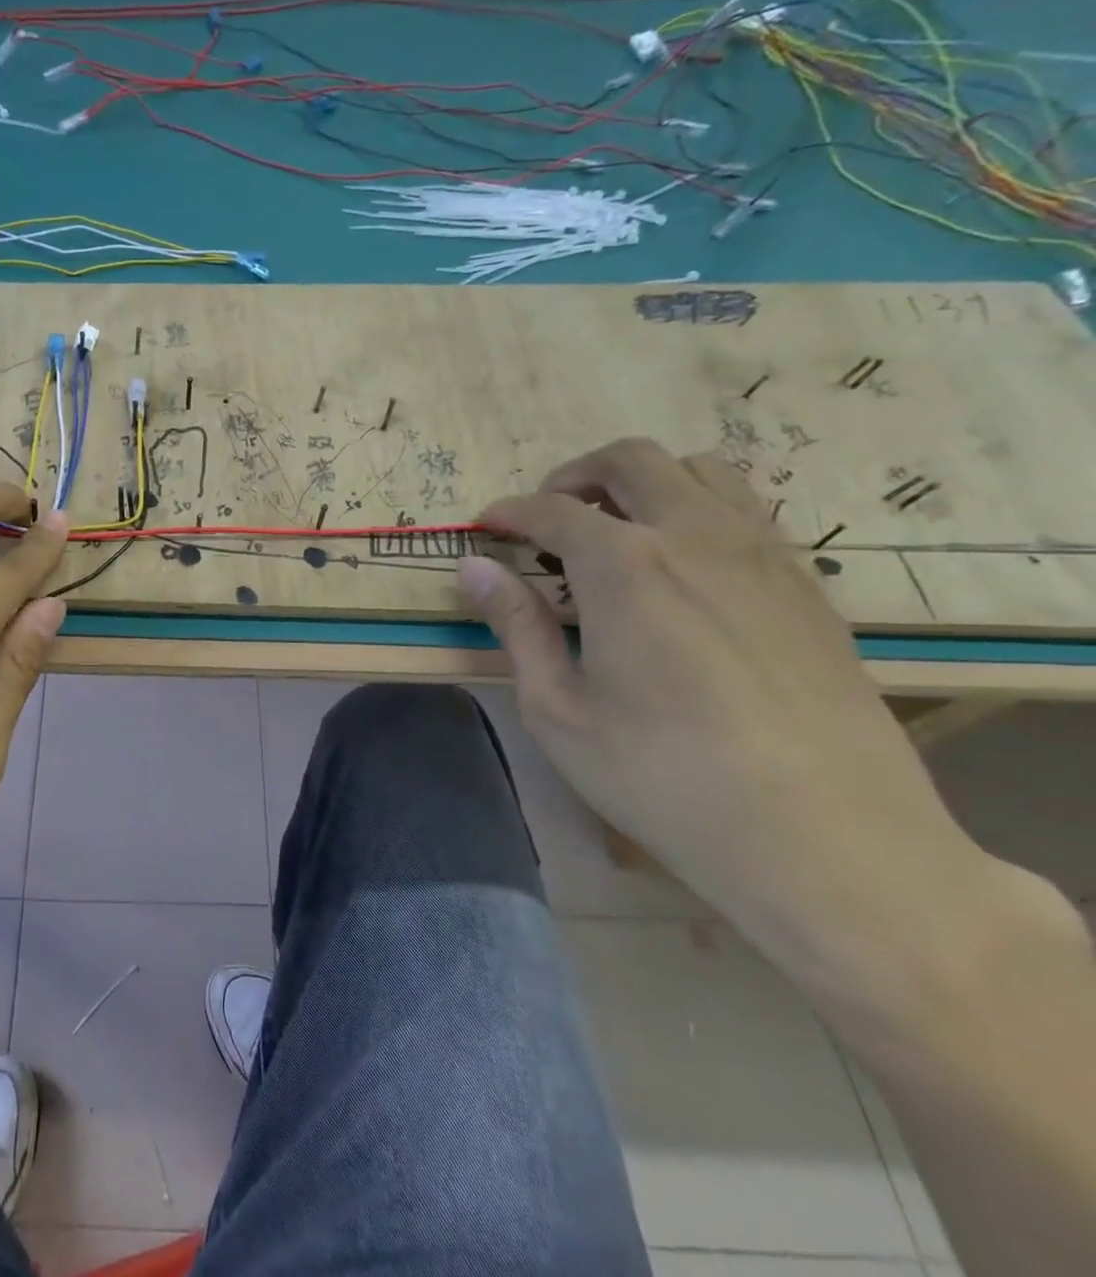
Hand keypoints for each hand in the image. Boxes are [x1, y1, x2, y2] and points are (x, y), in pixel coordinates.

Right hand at [455, 438, 978, 961]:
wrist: (827, 839)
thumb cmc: (663, 776)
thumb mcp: (558, 709)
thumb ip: (517, 625)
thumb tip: (475, 568)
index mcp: (625, 565)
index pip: (552, 509)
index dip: (509, 512)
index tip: (485, 528)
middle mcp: (697, 537)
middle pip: (632, 461)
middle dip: (576, 475)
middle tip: (548, 516)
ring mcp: (764, 556)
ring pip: (703, 471)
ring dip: (646, 484)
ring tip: (617, 531)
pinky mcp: (808, 588)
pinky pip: (749, 514)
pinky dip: (700, 513)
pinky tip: (683, 571)